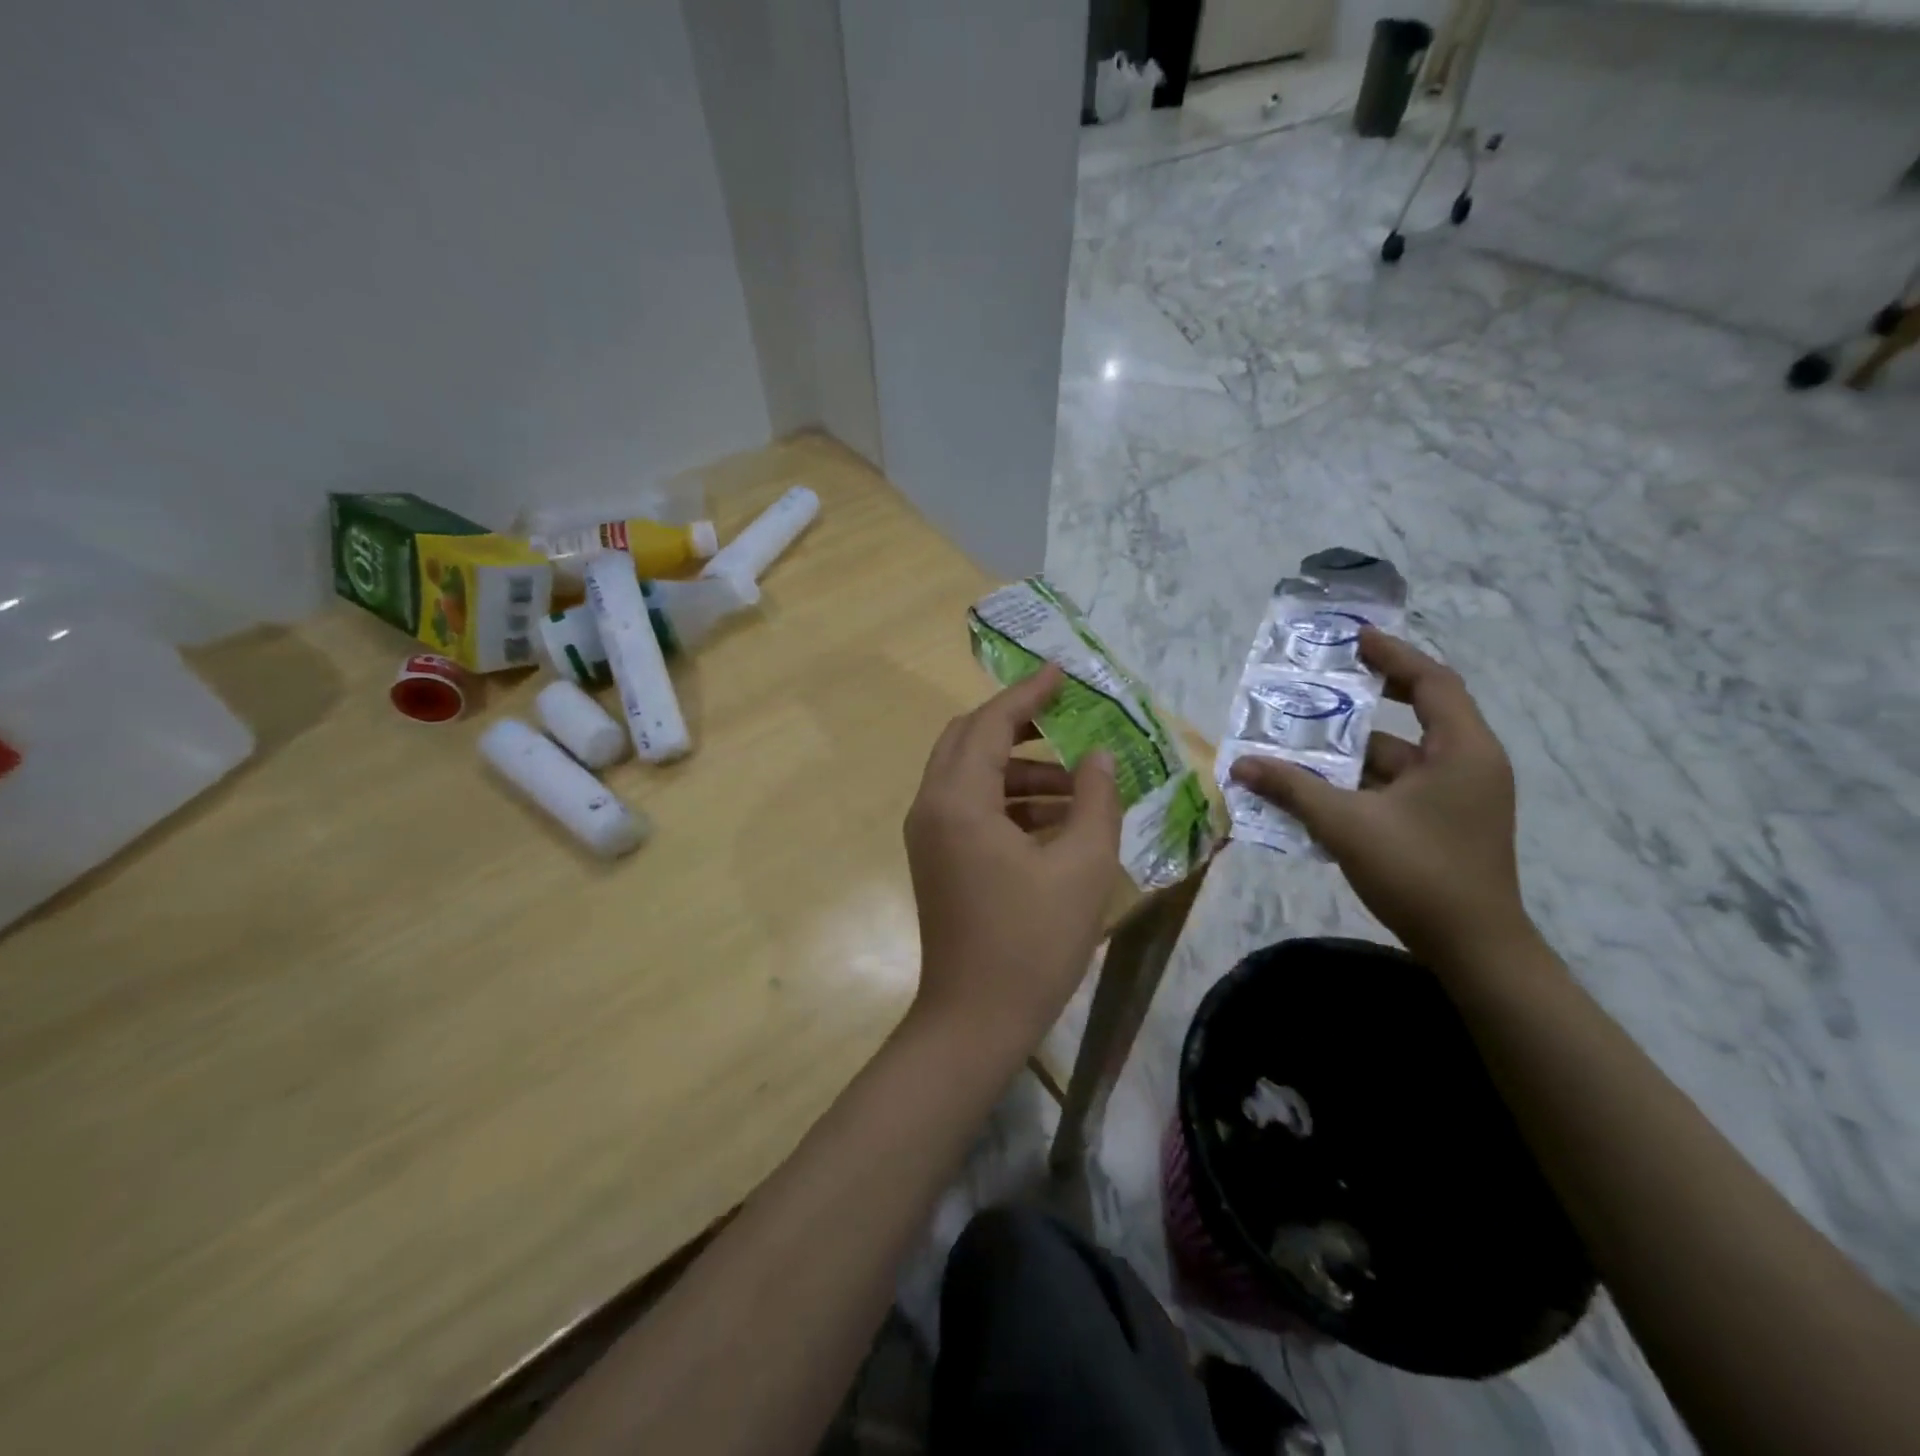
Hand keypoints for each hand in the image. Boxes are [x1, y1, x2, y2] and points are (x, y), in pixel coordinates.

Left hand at [904, 665, 1122, 1046]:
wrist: (976, 1019)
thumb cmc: (1033, 942)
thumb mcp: (1083, 866)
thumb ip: (1097, 800)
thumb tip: (1100, 757)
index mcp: (959, 800)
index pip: (991, 724)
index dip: (1028, 695)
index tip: (1062, 673)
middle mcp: (932, 807)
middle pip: (969, 740)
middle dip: (1017, 724)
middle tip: (1067, 718)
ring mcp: (929, 836)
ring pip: (971, 776)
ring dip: (1020, 769)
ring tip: (1080, 786)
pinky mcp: (937, 860)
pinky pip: (970, 808)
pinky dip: (1009, 801)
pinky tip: (1057, 821)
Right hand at [1230, 631, 1535, 970]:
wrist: (1474, 949)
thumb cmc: (1418, 872)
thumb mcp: (1346, 824)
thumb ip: (1292, 789)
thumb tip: (1241, 764)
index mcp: (1462, 750)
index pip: (1432, 682)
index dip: (1393, 656)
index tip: (1354, 640)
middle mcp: (1468, 764)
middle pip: (1416, 716)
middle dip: (1364, 703)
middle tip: (1321, 686)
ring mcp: (1459, 797)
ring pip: (1398, 760)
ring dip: (1350, 755)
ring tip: (1299, 746)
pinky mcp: (1446, 824)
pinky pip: (1397, 789)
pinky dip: (1360, 785)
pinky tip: (1317, 792)